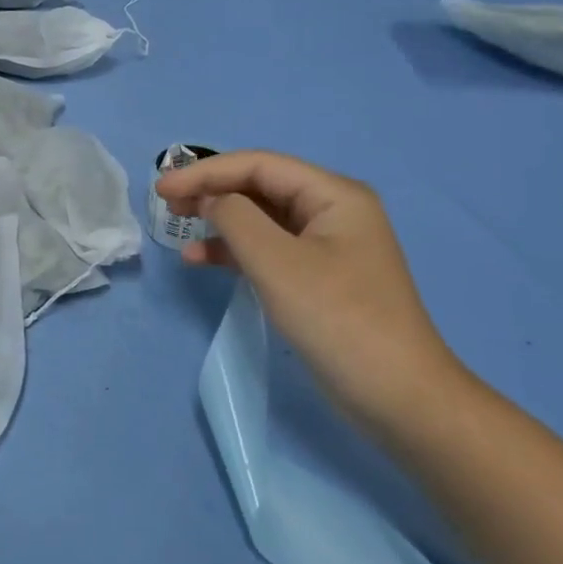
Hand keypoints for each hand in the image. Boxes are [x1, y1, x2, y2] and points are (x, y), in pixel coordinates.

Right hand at [157, 151, 465, 434]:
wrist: (399, 398)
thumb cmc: (339, 320)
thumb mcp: (278, 263)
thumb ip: (236, 219)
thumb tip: (210, 199)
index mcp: (333, 194)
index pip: (259, 165)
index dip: (207, 171)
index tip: (162, 189)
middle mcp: (333, 211)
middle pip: (261, 187)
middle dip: (213, 191)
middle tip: (167, 204)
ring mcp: (327, 246)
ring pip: (263, 219)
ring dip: (221, 222)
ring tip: (179, 229)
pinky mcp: (319, 278)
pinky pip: (270, 250)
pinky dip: (236, 253)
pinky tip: (202, 261)